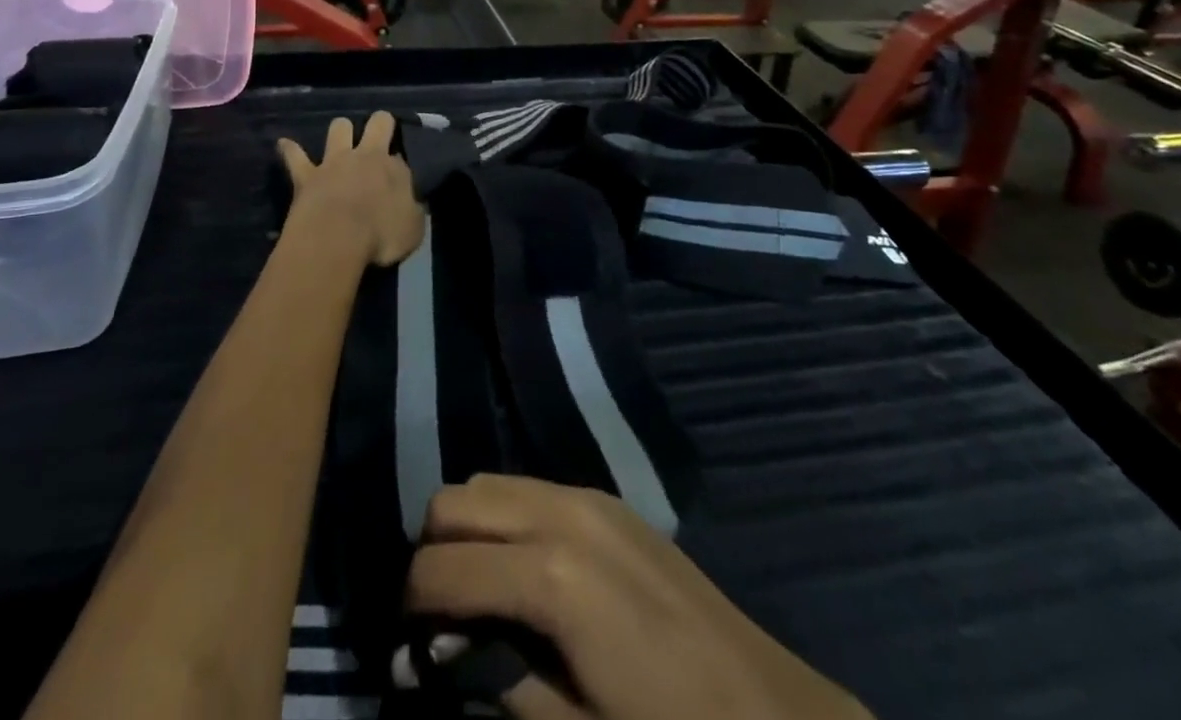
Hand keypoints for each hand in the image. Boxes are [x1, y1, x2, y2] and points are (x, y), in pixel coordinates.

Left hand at [276, 111, 423, 267]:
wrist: (337, 238)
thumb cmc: (381, 236)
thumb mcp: (413, 230)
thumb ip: (413, 211)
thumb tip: (412, 204)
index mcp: (395, 169)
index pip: (401, 157)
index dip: (400, 164)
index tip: (399, 177)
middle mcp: (367, 156)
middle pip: (377, 123)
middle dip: (380, 124)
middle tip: (379, 132)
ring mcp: (334, 162)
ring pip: (339, 128)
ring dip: (341, 130)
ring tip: (340, 137)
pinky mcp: (306, 174)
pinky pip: (295, 155)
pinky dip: (290, 149)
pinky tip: (284, 144)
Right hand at [408, 475, 871, 719]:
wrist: (777, 716)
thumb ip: (496, 688)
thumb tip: (423, 664)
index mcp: (551, 575)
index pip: (444, 567)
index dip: (410, 606)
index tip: (403, 647)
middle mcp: (562, 512)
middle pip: (456, 501)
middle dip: (432, 556)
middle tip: (435, 622)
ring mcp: (588, 497)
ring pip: (488, 484)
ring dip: (467, 532)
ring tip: (474, 597)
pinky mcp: (607, 501)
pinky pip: (528, 490)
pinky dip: (504, 521)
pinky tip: (521, 575)